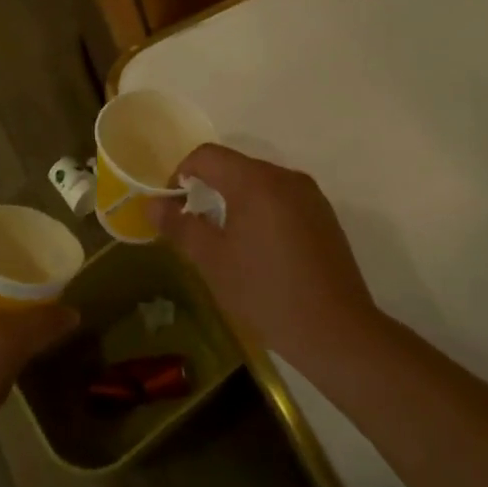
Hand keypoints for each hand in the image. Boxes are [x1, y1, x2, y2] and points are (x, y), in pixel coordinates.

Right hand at [147, 145, 378, 368]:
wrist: (336, 331)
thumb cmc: (265, 292)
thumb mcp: (213, 261)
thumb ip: (179, 226)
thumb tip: (151, 204)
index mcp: (255, 181)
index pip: (207, 156)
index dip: (181, 173)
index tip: (172, 206)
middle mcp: (285, 177)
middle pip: (235, 166)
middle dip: (208, 188)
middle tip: (194, 225)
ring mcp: (309, 195)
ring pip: (260, 183)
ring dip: (236, 200)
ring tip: (227, 240)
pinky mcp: (325, 215)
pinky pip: (282, 199)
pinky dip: (262, 211)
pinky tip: (261, 250)